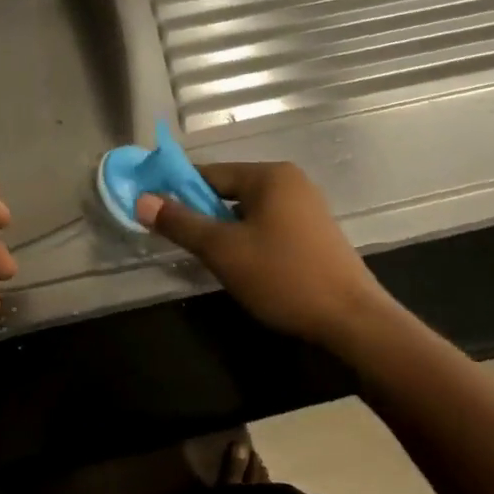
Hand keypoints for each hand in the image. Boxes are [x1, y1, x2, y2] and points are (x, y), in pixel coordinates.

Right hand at [137, 161, 392, 353]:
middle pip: (230, 190)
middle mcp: (290, 181)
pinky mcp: (315, 233)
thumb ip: (181, 223)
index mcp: (269, 175)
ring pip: (249, 211)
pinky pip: (269, 225)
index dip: (178, 190)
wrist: (352, 320)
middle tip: (183, 243)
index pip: (210, 172)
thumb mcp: (223, 251)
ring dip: (226, 230)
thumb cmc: (283, 277)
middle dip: (203, 214)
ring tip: (212, 259)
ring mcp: (307, 206)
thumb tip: (141, 200)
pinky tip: (244, 267)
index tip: (156, 211)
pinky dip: (249, 239)